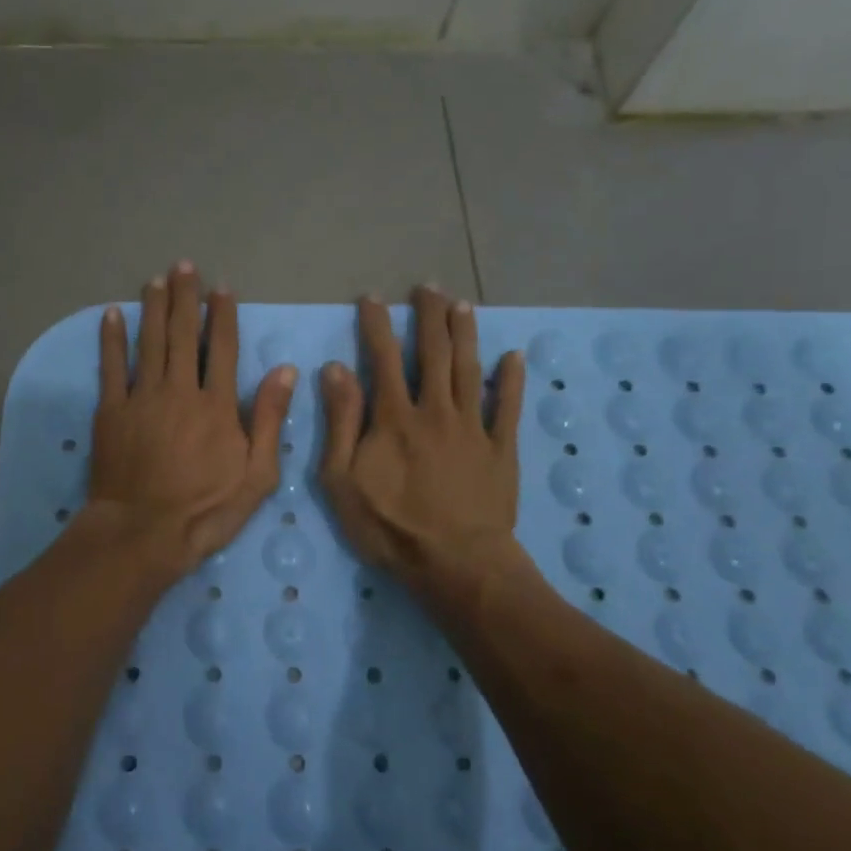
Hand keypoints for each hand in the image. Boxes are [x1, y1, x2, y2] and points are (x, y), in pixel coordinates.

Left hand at [88, 262, 295, 577]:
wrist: (142, 533)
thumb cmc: (205, 510)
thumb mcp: (256, 476)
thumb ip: (269, 420)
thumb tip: (286, 372)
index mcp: (216, 405)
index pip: (223, 348)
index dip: (223, 315)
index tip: (222, 288)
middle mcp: (179, 390)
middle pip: (183, 335)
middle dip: (185, 298)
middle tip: (184, 266)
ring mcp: (141, 398)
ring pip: (149, 342)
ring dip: (153, 308)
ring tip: (156, 280)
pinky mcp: (111, 411)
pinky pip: (111, 366)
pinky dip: (111, 339)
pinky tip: (112, 314)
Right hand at [320, 287, 526, 604]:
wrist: (456, 563)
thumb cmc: (391, 526)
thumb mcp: (343, 480)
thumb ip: (340, 422)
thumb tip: (336, 369)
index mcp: (395, 417)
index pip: (383, 358)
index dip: (377, 325)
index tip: (373, 298)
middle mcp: (436, 410)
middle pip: (433, 353)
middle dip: (429, 316)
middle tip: (428, 287)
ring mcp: (473, 427)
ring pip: (470, 369)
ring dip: (466, 334)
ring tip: (463, 305)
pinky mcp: (501, 449)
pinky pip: (508, 407)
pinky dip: (512, 380)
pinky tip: (514, 357)